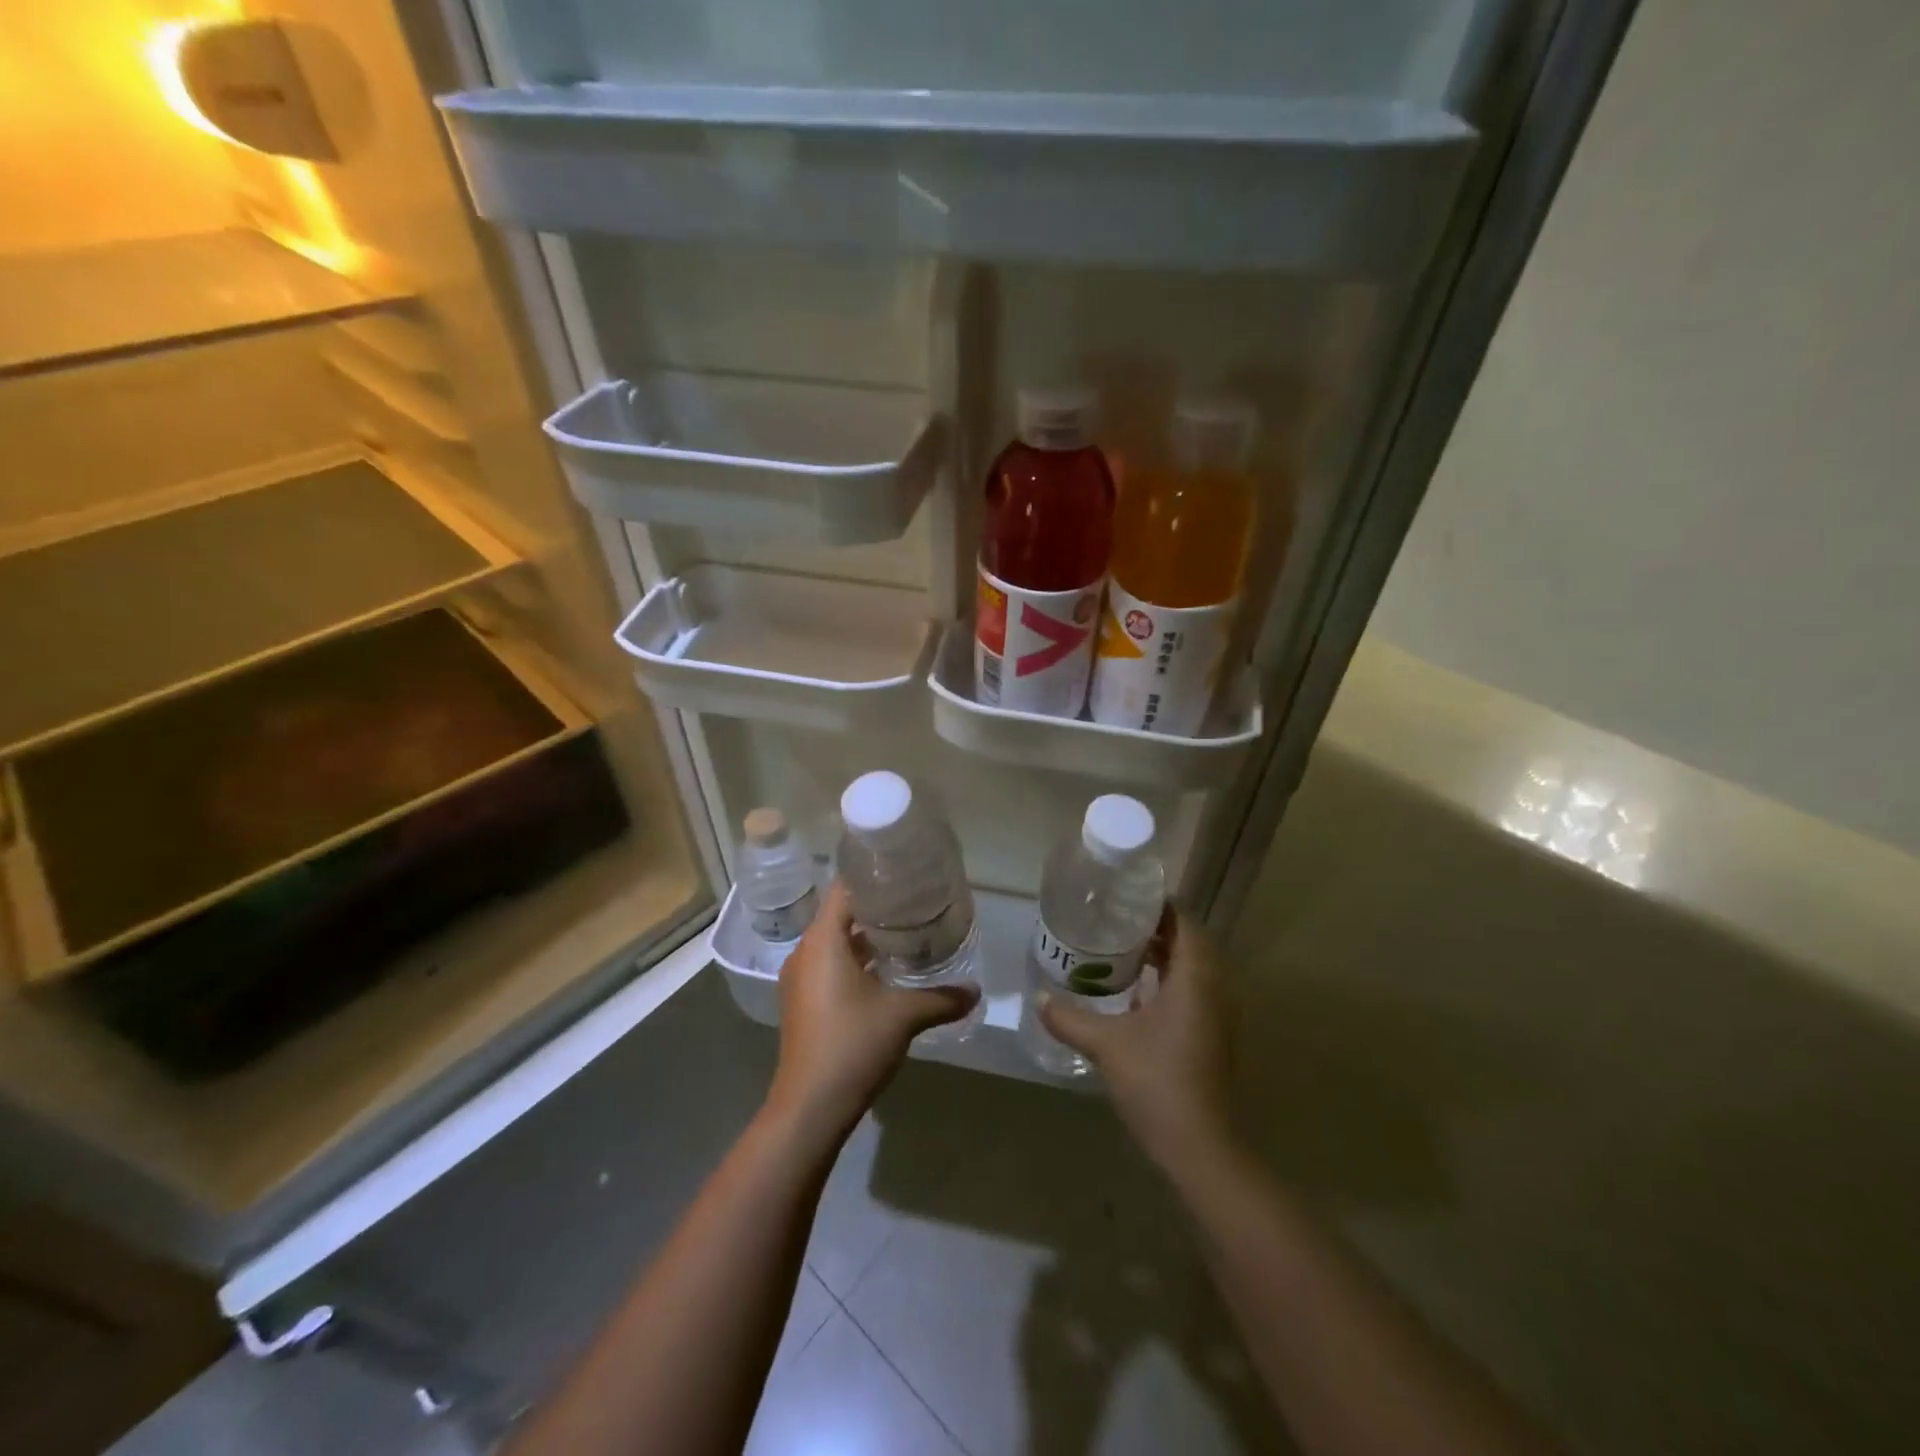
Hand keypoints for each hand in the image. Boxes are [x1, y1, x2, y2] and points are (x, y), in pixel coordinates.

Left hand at [767, 881, 976, 1140]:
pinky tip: (886, 972)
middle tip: (915, 902)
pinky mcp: (803, 1002)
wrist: (809, 1108)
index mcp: (822, 940)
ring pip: (835, 943)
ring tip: (907, 933)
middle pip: (840, 914)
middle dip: (876, 908)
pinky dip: (854, 961)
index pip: (844, 889)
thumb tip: (976, 990)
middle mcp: (806, 952)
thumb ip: (941, 998)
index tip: (904, 874)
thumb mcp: (903, 1016)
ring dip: (866, 938)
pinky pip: (829, 966)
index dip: (872, 877)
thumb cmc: (852, 1045)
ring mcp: (801, 979)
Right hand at [1040, 908, 1235, 1175]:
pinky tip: (1134, 992)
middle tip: (1116, 919)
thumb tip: (1039, 997)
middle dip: (1157, 929)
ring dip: (1163, 956)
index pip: (1185, 924)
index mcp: (1194, 979)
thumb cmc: (1156, 1081)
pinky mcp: (1211, 1038)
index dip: (1161, 906)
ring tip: (1120, 948)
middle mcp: (1213, 990)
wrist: (1200, 1147)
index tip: (1128, 895)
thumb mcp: (1105, 1044)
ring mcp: (1216, 1017)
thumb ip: (1069, 1017)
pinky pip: (1192, 993)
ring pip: (1192, 970)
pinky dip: (1167, 982)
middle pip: (1189, 944)